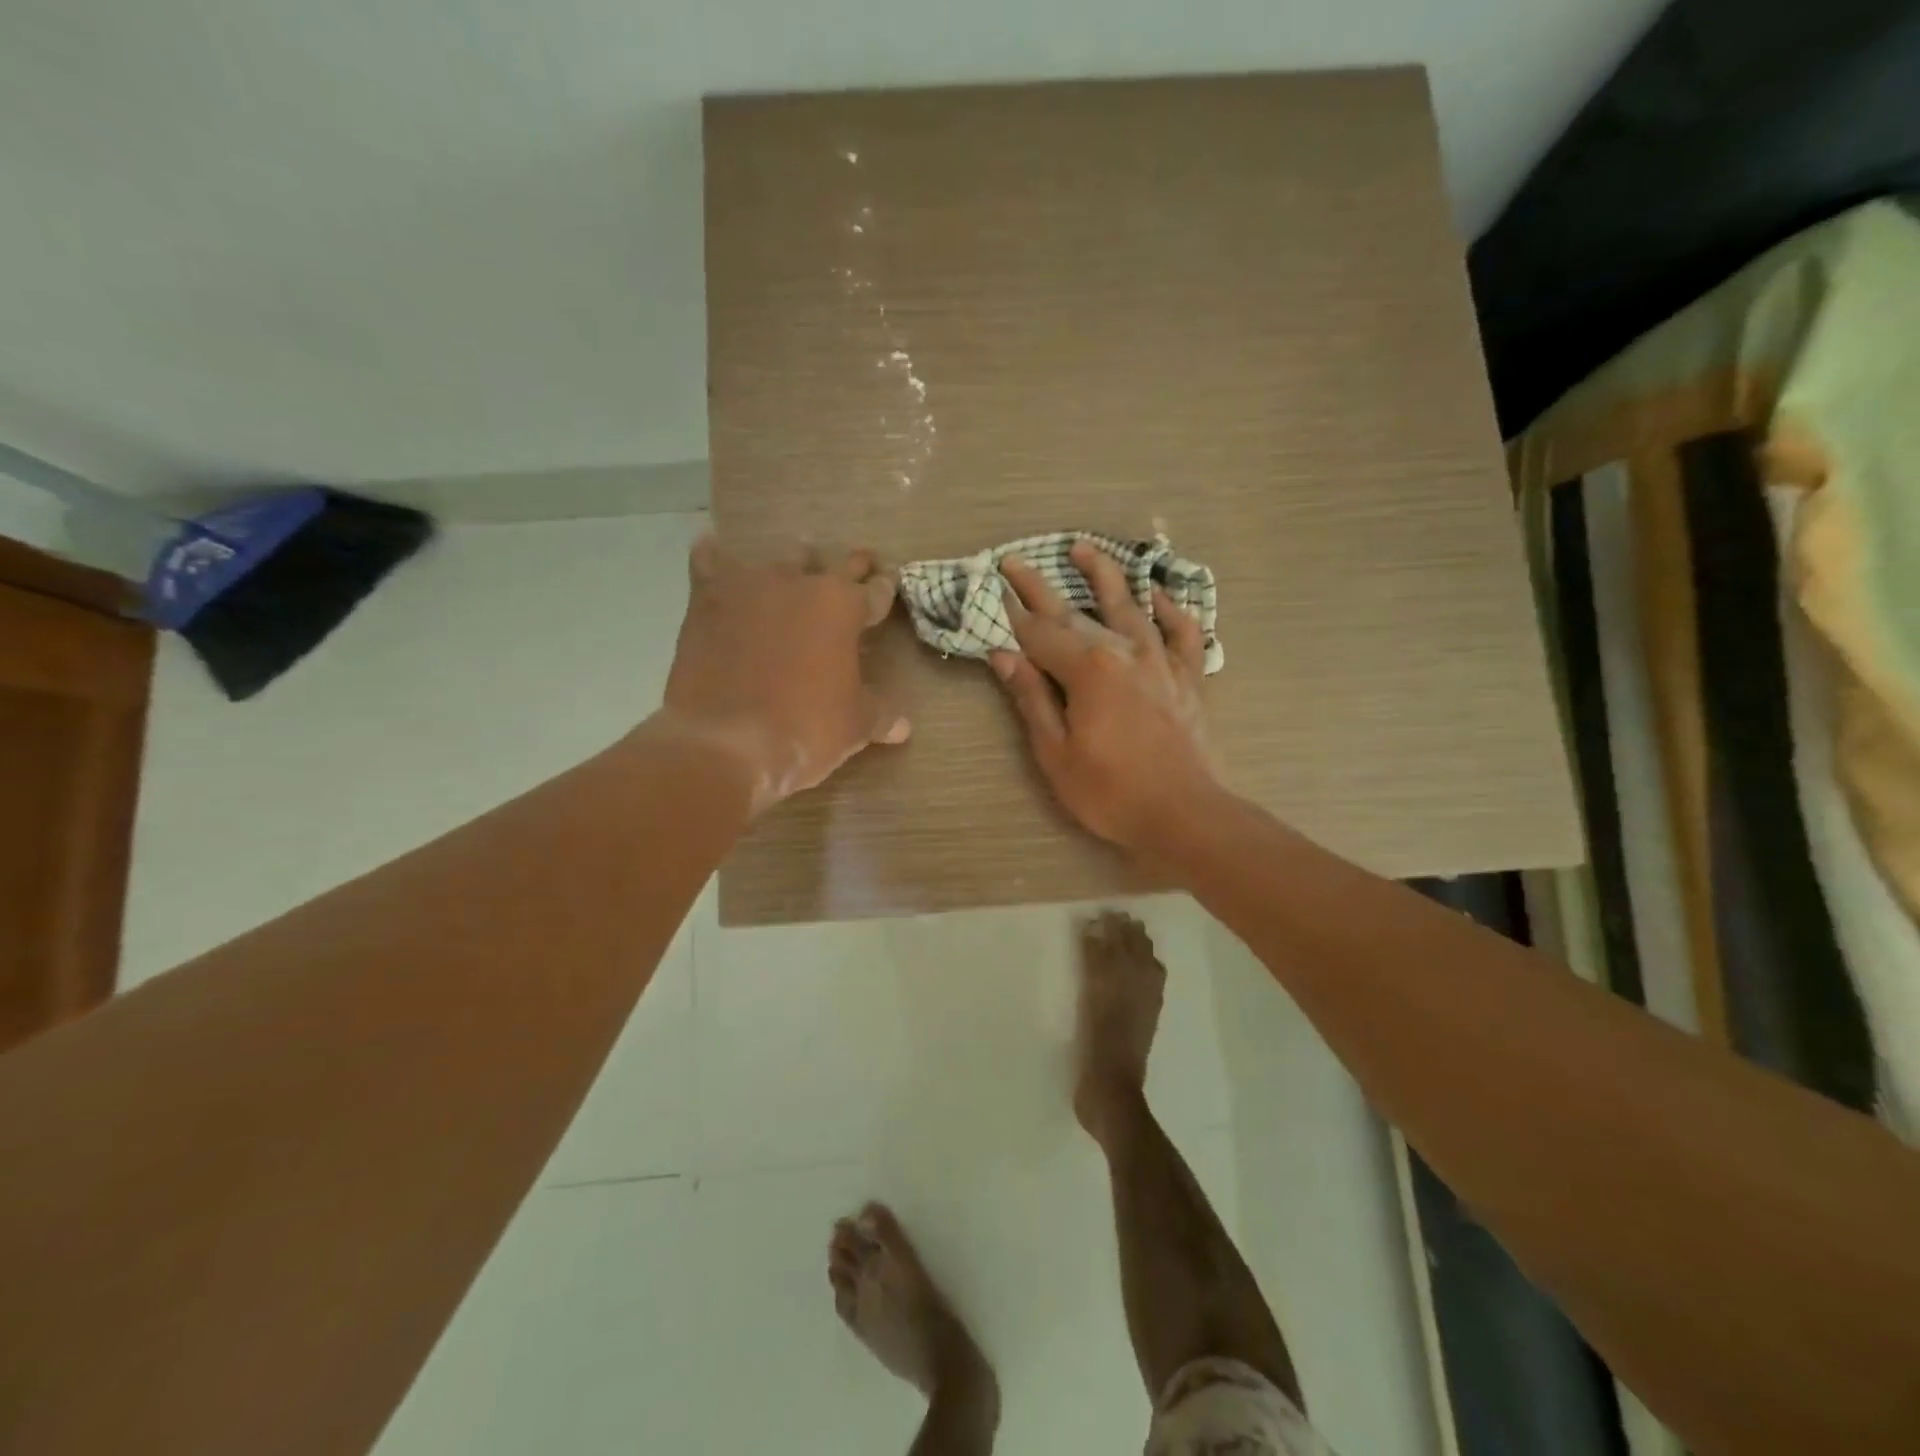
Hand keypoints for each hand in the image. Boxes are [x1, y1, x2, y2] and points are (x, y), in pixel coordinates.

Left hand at [659, 537, 908, 813]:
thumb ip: (880, 715)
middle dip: (849, 567)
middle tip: (858, 564)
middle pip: (832, 564)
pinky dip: (714, 557)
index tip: (887, 585)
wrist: (725, 741)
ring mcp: (751, 586)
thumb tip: (903, 726)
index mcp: (844, 607)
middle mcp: (800, 583)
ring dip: (792, 563)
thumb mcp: (855, 727)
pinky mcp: (706, 599)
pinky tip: (714, 551)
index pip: (875, 592)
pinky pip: (709, 562)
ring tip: (796, 565)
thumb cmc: (804, 730)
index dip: (884, 590)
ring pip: (778, 559)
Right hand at [991, 542, 1221, 850]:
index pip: (1039, 635)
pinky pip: (1182, 631)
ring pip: (1130, 606)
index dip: (1012, 614)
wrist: (1186, 814)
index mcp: (1088, 669)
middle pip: (1075, 612)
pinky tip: (1158, 594)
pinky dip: (1170, 609)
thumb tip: (1004, 656)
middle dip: (1040, 587)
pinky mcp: (1189, 677)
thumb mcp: (1056, 753)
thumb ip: (1032, 699)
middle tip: (1015, 561)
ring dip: (1104, 575)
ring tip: (1083, 549)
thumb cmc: (1111, 792)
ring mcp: (1162, 661)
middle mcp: (1125, 651)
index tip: (992, 588)